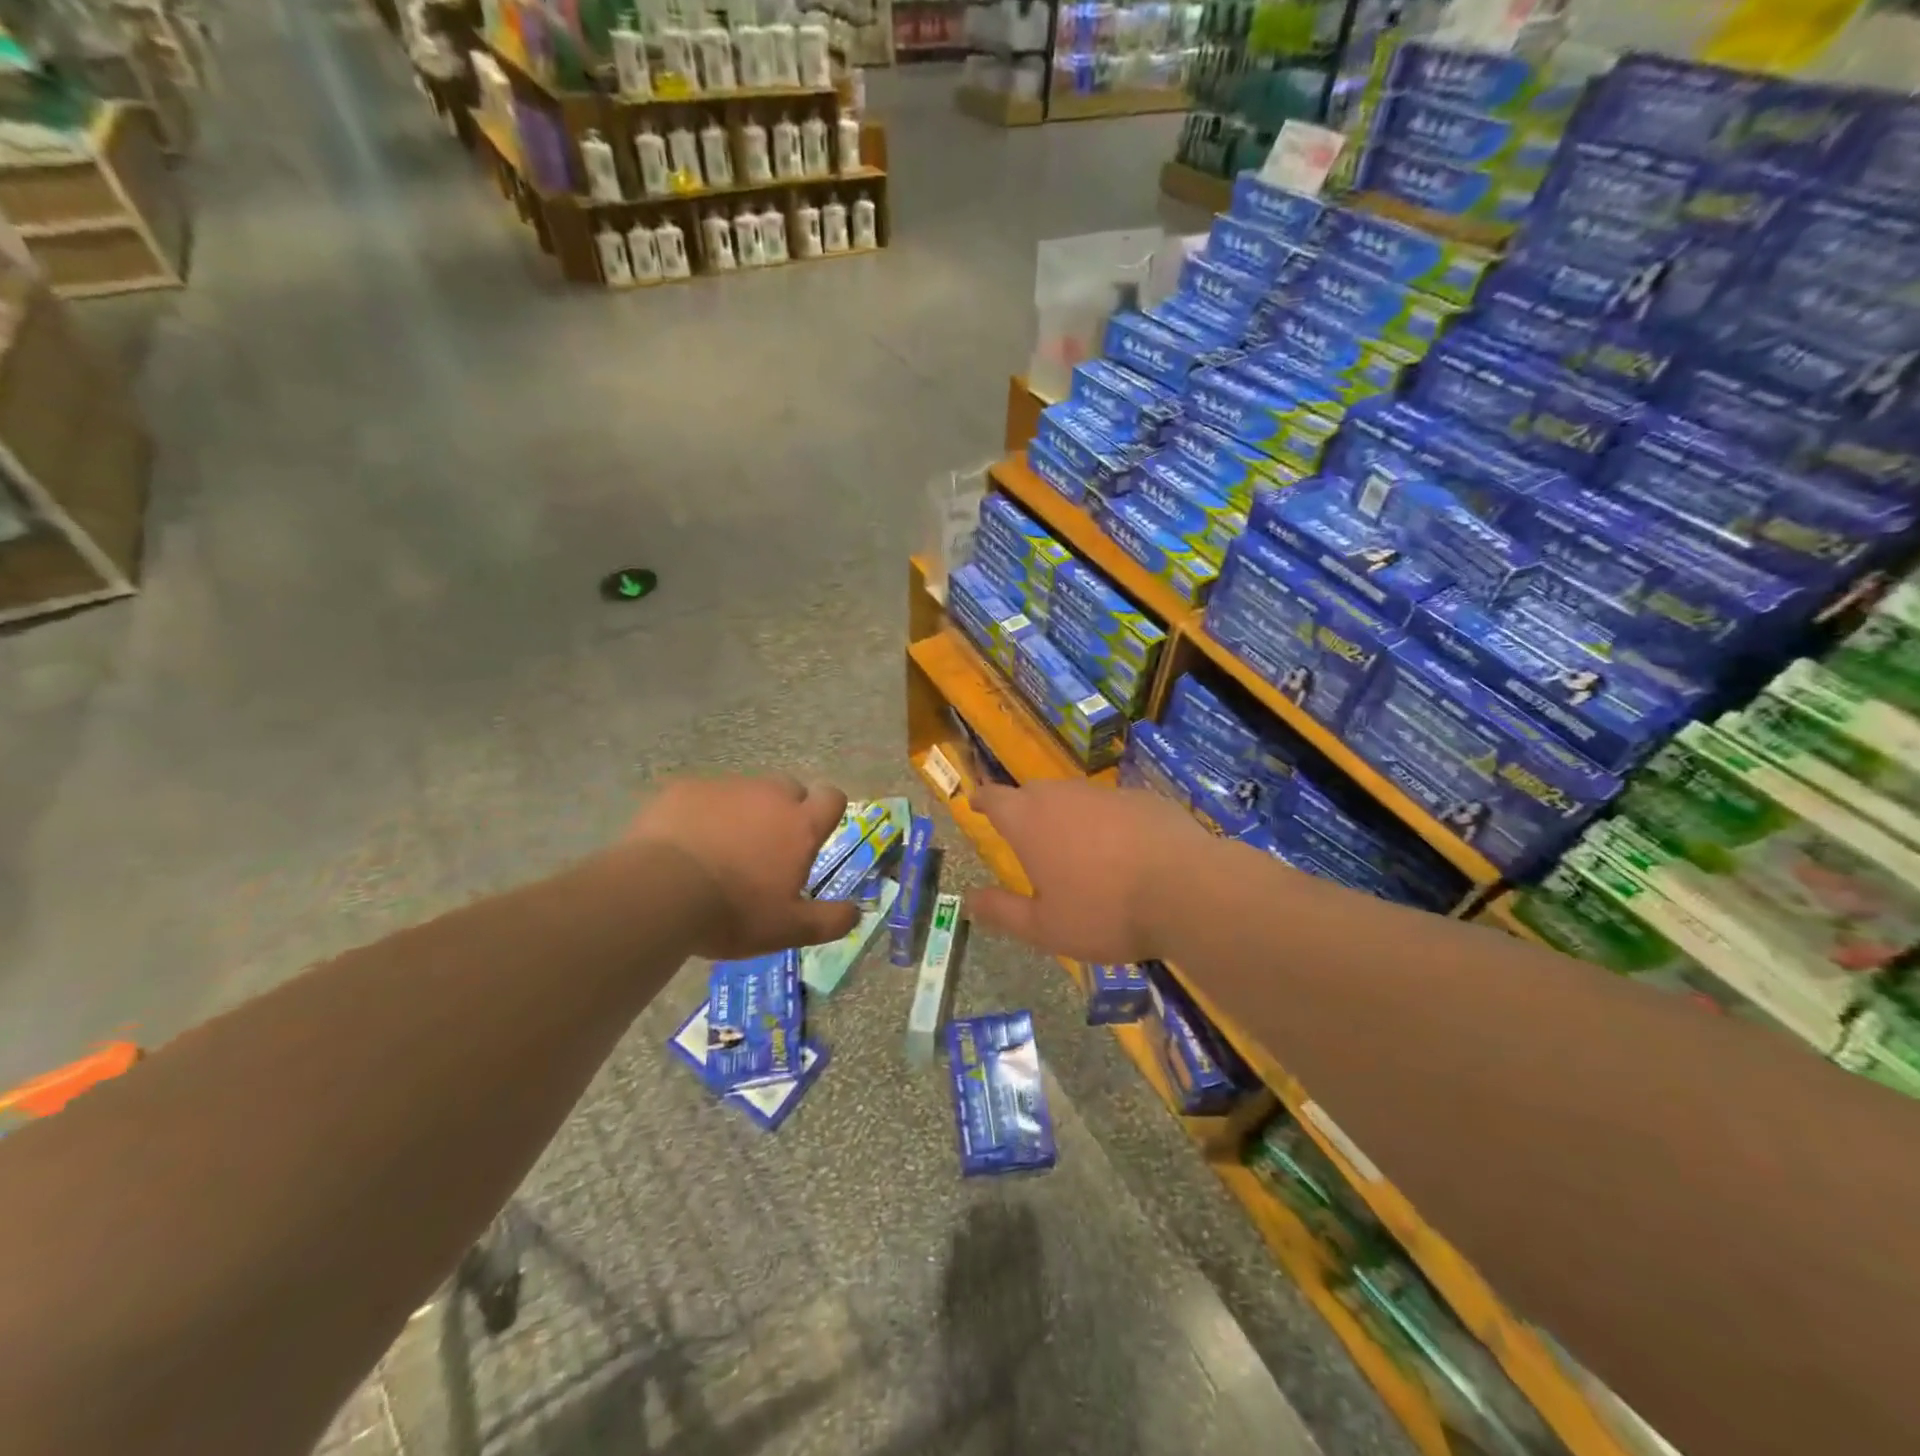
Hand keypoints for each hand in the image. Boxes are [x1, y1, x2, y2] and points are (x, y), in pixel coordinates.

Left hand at [626, 775, 860, 959]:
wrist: (659, 892)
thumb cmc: (733, 912)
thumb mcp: (788, 929)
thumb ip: (829, 920)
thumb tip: (857, 912)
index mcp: (800, 825)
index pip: (831, 797)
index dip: (827, 811)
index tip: (815, 833)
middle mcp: (768, 796)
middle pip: (788, 789)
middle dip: (784, 810)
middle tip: (766, 848)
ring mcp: (725, 787)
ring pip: (745, 792)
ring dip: (743, 812)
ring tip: (720, 849)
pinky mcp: (685, 789)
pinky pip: (704, 795)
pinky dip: (702, 813)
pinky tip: (685, 842)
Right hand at [968, 782, 1210, 964]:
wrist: (1188, 889)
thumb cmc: (1105, 911)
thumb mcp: (1045, 927)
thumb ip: (1003, 912)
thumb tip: (969, 900)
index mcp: (1030, 822)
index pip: (994, 798)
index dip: (982, 800)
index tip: (975, 803)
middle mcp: (1063, 796)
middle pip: (1033, 792)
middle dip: (1023, 808)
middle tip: (1024, 833)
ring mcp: (1106, 794)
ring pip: (1074, 796)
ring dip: (1066, 815)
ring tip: (1074, 846)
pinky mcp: (1144, 799)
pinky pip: (1112, 806)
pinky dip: (1107, 822)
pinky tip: (1123, 851)